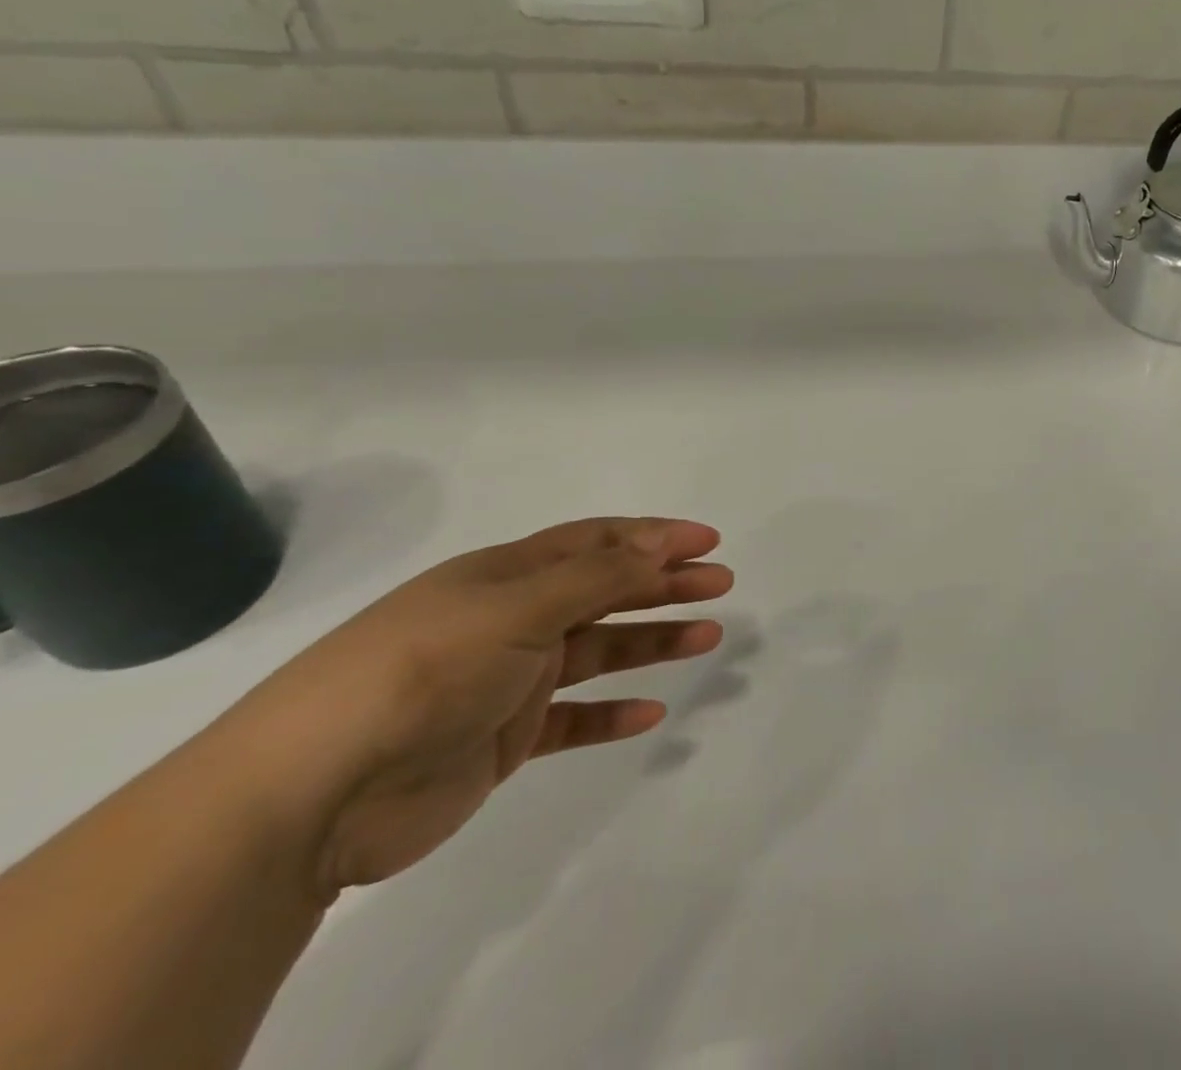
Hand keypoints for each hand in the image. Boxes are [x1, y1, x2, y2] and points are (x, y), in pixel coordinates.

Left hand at [220, 517, 731, 896]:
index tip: (707, 540)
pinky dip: (611, 713)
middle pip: (605, 590)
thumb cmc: (423, 671)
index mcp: (507, 576)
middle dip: (665, 583)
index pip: (596, 542)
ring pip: (597, 651)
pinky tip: (651, 712)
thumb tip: (658, 549)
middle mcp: (510, 620)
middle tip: (721, 583)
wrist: (309, 796)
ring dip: (653, 642)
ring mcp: (506, 680)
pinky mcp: (501, 740)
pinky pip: (571, 719)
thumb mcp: (517, 608)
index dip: (654, 536)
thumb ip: (595, 578)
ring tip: (708, 639)